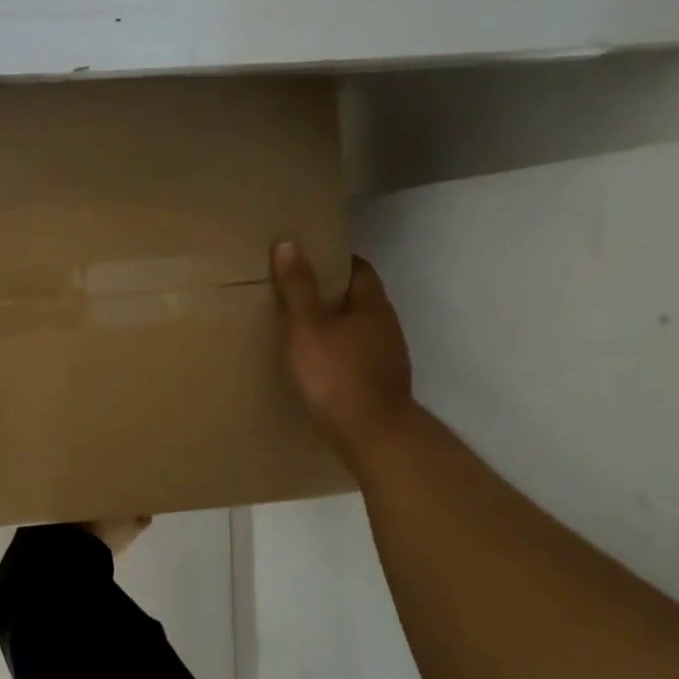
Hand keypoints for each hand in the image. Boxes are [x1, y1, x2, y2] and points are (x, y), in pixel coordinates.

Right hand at [272, 242, 414, 465]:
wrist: (372, 434)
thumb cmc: (336, 373)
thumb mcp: (307, 326)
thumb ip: (298, 287)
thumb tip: (289, 243)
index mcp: (372, 305)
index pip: (359, 269)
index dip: (335, 261)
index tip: (308, 259)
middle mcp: (387, 326)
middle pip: (359, 299)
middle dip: (331, 293)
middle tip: (296, 291)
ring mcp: (388, 357)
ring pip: (359, 329)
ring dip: (336, 325)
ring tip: (302, 328)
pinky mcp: (382, 384)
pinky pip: (358, 355)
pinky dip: (339, 351)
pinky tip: (319, 363)